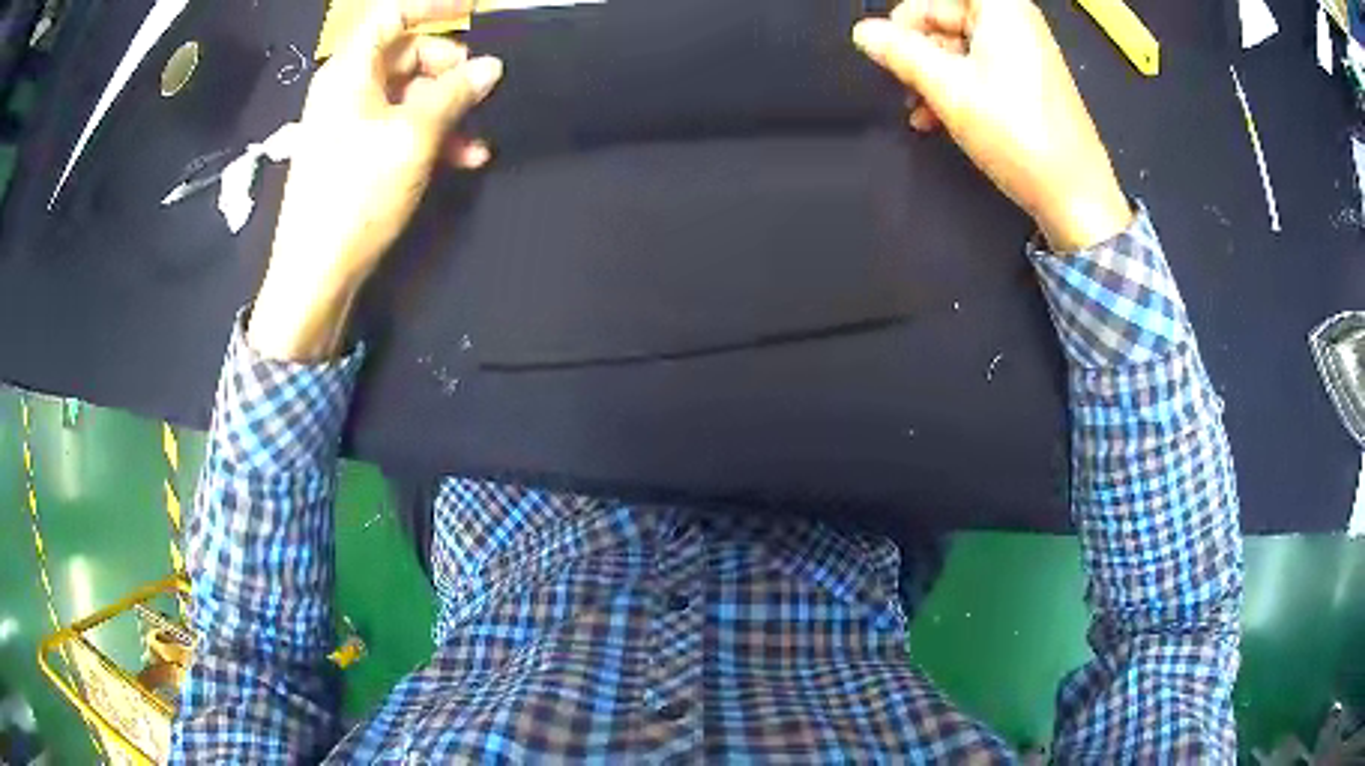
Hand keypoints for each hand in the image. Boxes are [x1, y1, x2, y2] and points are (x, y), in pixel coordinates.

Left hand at [249, 0, 502, 361]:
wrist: (316, 274)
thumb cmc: (357, 195)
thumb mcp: (413, 137)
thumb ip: (454, 94)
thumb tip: (491, 66)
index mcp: (349, 71)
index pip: (392, 15)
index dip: (435, 6)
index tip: (479, 9)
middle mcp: (347, 88)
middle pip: (406, 55)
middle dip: (449, 70)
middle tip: (481, 93)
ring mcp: (350, 122)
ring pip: (408, 95)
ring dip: (447, 111)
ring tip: (478, 140)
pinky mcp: (356, 154)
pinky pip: (399, 127)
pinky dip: (431, 136)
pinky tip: (464, 158)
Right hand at [852, 0, 1131, 251]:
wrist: (1074, 198)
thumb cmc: (1019, 136)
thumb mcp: (948, 89)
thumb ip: (899, 53)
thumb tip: (864, 33)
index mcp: (1002, 9)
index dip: (905, 19)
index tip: (886, 49)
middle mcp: (1016, 23)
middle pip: (946, 18)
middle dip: (917, 52)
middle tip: (900, 84)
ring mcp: (1024, 54)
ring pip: (958, 48)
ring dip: (931, 77)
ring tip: (917, 111)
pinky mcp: (1027, 84)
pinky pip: (979, 71)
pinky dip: (954, 90)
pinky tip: (935, 119)